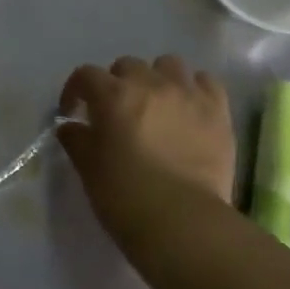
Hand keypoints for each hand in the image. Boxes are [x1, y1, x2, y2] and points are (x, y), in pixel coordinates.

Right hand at [58, 56, 236, 254]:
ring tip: (156, 105)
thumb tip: (71, 126)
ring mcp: (188, 94)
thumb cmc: (125, 197)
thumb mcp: (88, 169)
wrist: (182, 223)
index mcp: (113, 96)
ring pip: (168, 65)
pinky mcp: (218, 111)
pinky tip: (189, 109)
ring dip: (157, 79)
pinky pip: (206, 82)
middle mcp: (150, 84)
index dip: (75, 91)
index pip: (85, 75)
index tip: (74, 112)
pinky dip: (194, 89)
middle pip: (127, 66)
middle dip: (117, 84)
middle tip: (117, 112)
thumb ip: (76, 140)